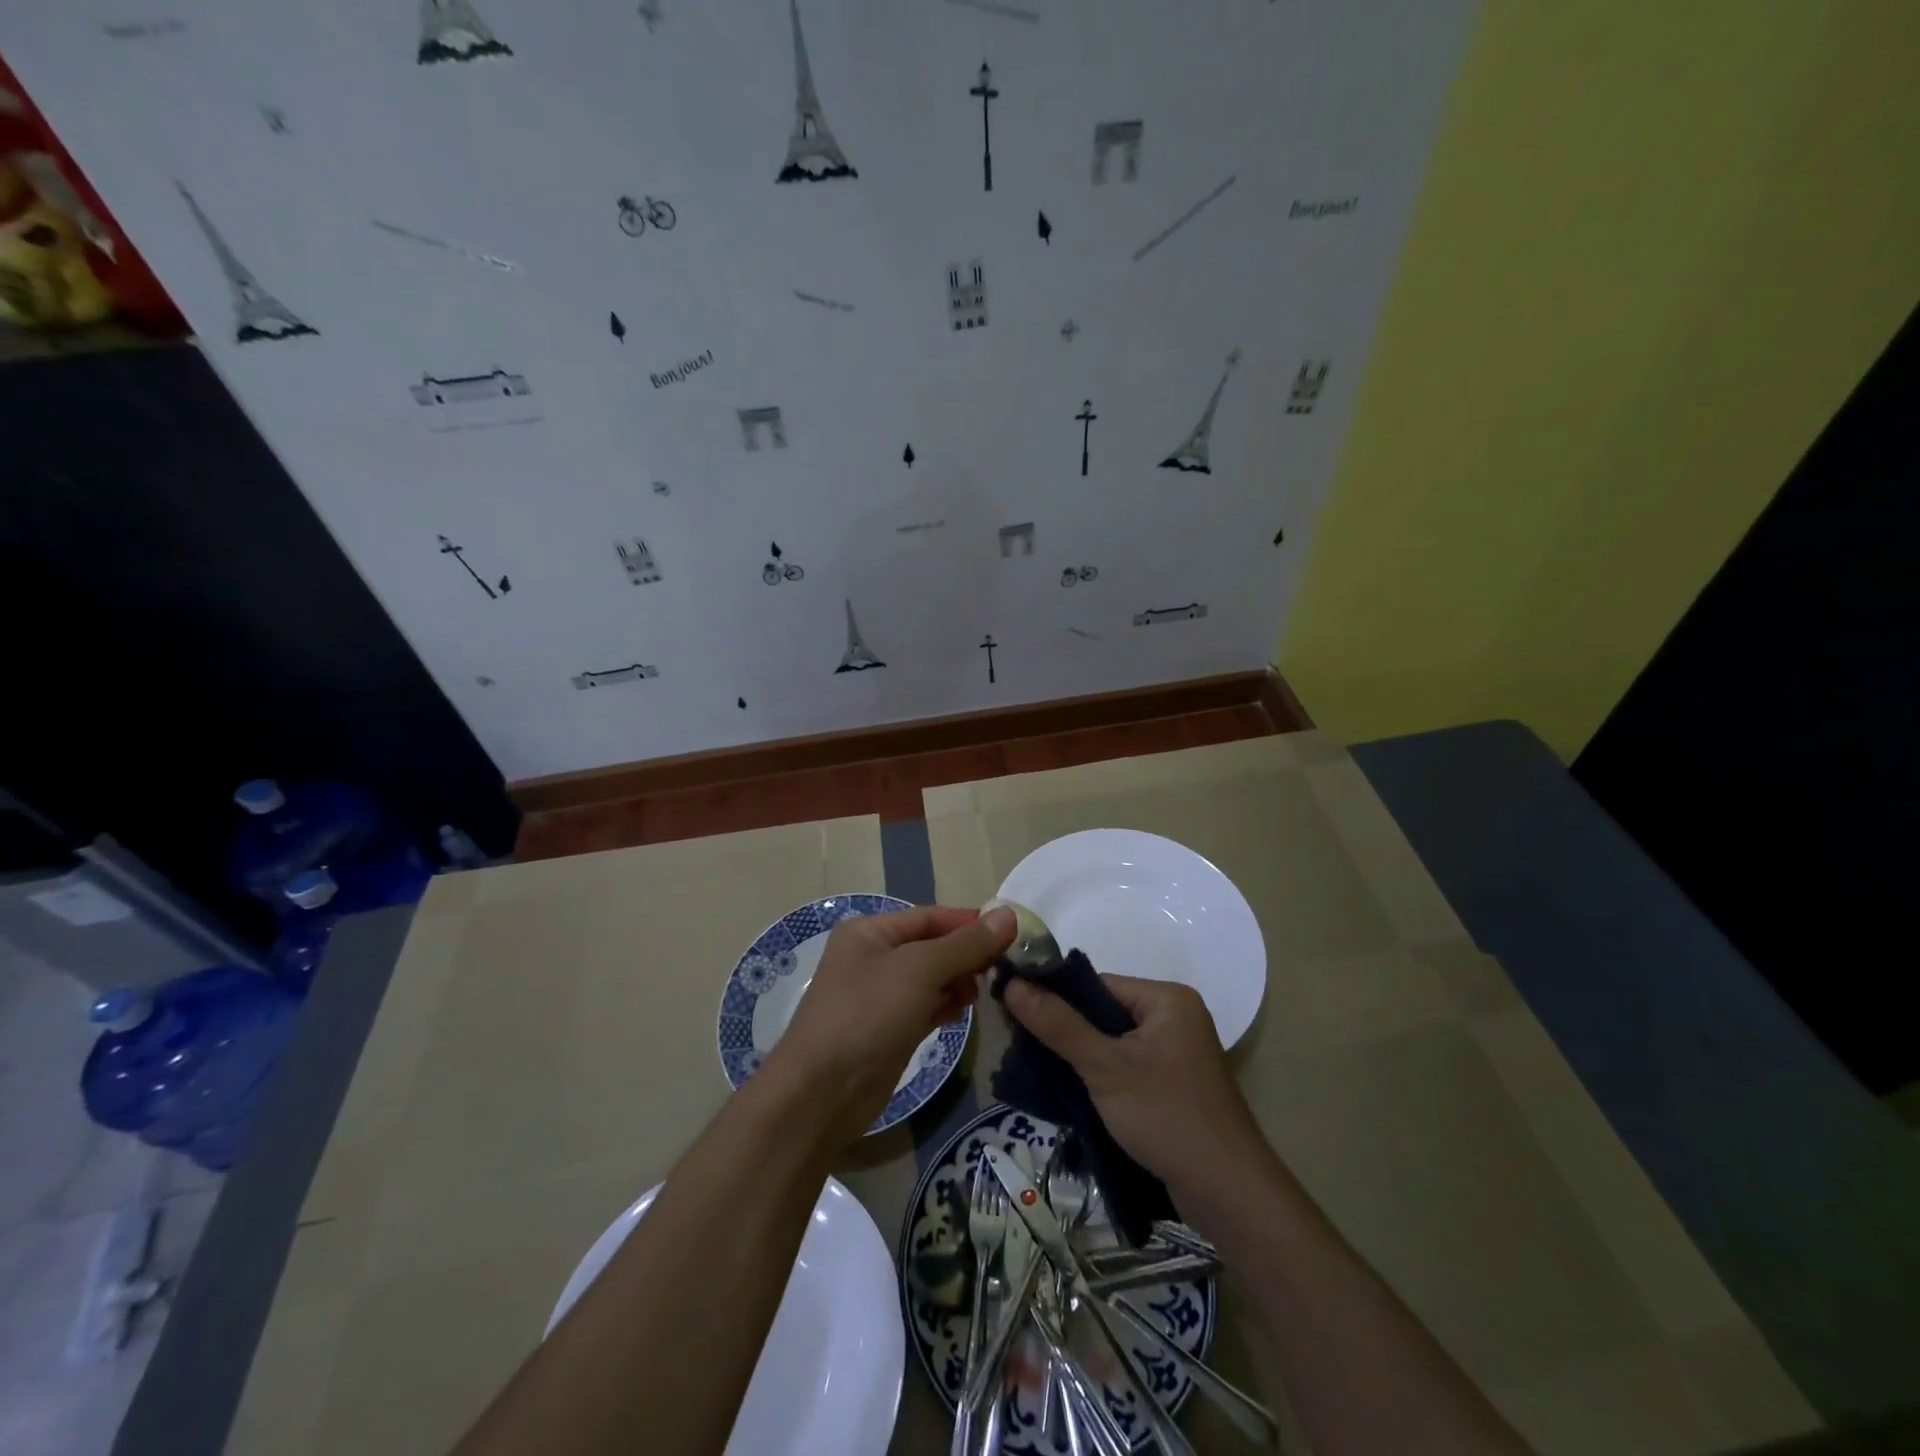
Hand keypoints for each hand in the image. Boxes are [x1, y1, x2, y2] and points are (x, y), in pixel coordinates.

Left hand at [759, 905, 1014, 1146]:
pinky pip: (925, 1007)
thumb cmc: (867, 1014)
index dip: (969, 922)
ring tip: (983, 992)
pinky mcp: (888, 1030)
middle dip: (966, 954)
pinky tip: (964, 1012)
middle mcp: (873, 958)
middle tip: (1003, 966)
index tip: (1012, 931)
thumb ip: (965, 944)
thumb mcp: (920, 970)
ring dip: (958, 981)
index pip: (930, 917)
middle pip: (932, 946)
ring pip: (930, 979)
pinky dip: (945, 1005)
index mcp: (870, 932)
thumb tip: (1008, 915)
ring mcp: (879, 996)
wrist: (822, 1093)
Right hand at [1003, 974, 1266, 1197]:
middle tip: (1020, 1046)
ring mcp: (1176, 1053)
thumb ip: (1058, 1024)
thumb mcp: (1105, 1067)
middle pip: (1103, 1012)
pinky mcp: (1173, 1085)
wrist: (1228, 1194)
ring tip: (1037, 1069)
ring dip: (1079, 1056)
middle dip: (1064, 1030)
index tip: (1012, 1014)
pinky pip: (1126, 1066)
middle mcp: (1175, 1017)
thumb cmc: (1166, 1116)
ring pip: (1112, 1042)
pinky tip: (1070, 1091)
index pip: (1096, 984)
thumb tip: (1012, 984)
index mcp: (1166, 998)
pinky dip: (1099, 1076)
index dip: (1054, 997)